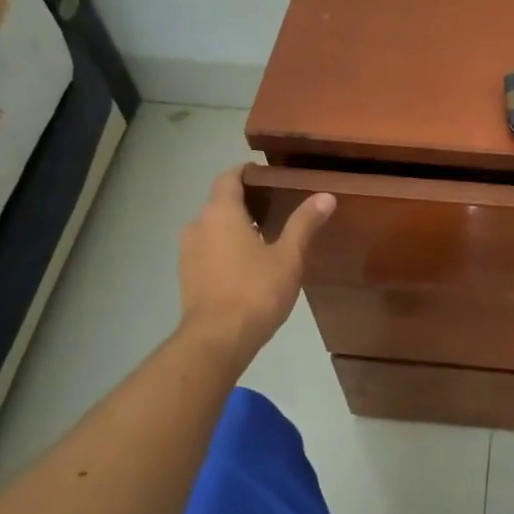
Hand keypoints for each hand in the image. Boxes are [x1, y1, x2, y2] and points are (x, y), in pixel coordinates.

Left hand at [178, 169, 334, 362]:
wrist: (216, 340)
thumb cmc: (255, 291)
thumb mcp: (289, 256)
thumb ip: (304, 223)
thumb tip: (325, 196)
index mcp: (221, 213)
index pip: (229, 177)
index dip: (247, 173)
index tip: (270, 176)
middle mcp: (198, 225)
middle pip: (221, 202)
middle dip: (246, 202)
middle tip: (278, 207)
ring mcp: (188, 252)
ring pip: (213, 227)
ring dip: (235, 227)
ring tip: (266, 236)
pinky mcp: (187, 276)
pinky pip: (208, 249)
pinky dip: (225, 248)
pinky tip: (248, 263)